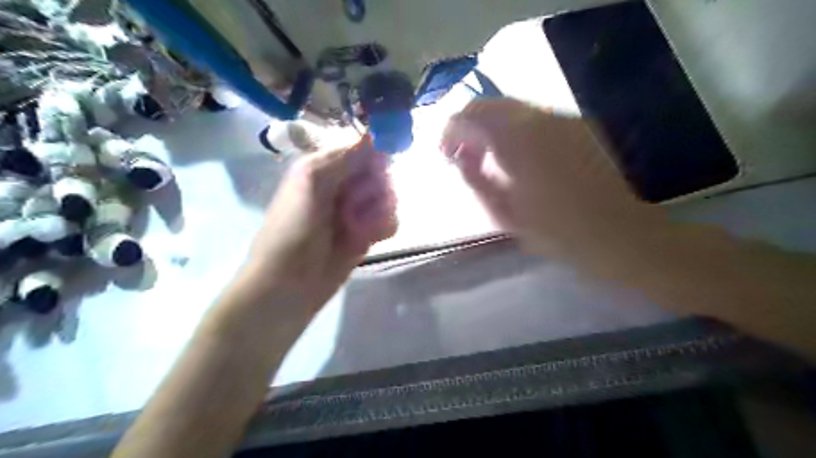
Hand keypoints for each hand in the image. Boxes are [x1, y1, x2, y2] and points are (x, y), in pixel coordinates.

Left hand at [239, 137, 396, 310]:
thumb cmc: (293, 229)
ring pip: (389, 196)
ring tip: (358, 226)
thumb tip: (376, 134)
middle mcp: (343, 184)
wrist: (290, 284)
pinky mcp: (368, 233)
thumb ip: (344, 156)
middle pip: (381, 172)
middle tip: (355, 203)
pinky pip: (391, 220)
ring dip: (379, 210)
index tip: (384, 164)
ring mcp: (357, 210)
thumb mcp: (311, 181)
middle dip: (375, 188)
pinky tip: (369, 238)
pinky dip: (383, 227)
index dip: (377, 153)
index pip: (363, 147)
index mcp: (325, 166)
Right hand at [441, 99, 662, 258]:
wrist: (616, 232)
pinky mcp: (580, 126)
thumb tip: (461, 159)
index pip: (469, 116)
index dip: (449, 133)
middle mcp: (539, 117)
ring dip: (494, 129)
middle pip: (491, 105)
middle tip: (464, 157)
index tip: (445, 156)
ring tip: (491, 159)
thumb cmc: (555, 230)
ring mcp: (563, 118)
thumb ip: (475, 179)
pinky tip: (521, 158)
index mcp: (516, 138)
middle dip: (470, 127)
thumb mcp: (503, 212)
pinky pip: (537, 119)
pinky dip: (517, 131)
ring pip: (514, 110)